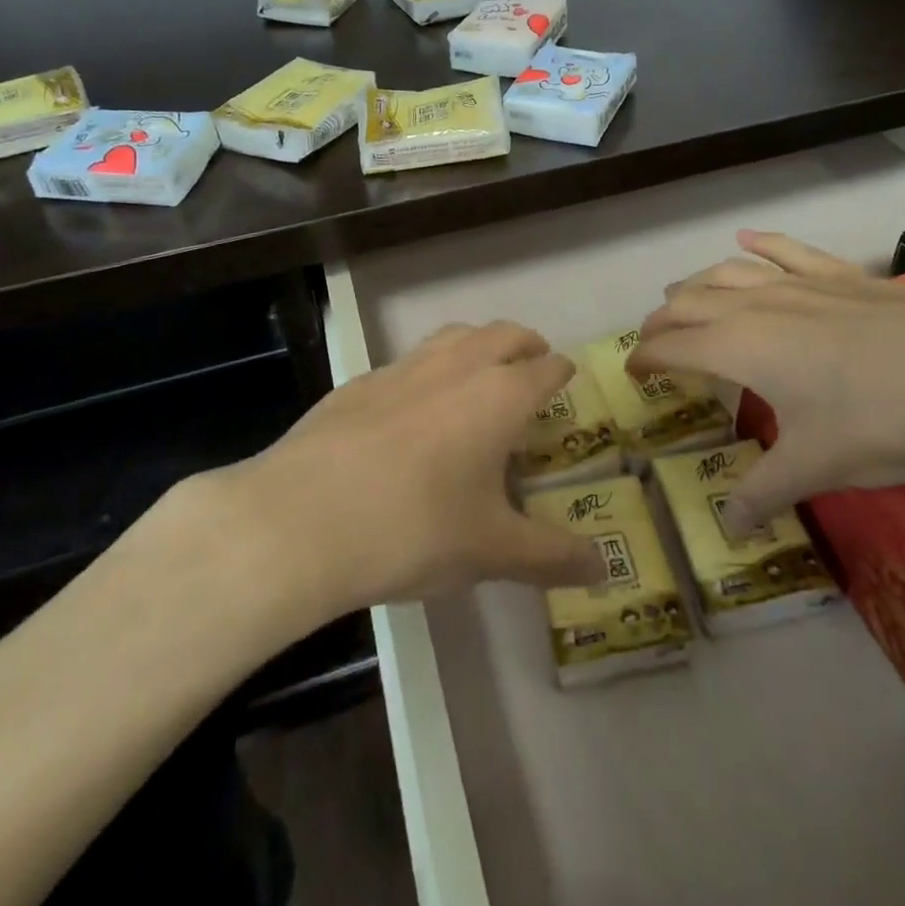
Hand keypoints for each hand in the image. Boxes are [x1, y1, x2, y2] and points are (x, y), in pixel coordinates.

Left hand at [215, 321, 606, 613]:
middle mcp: (456, 366)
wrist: (301, 519)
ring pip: (454, 336)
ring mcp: (403, 368)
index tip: (567, 379)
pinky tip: (414, 409)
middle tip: (533, 366)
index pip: (545, 368)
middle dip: (525, 345)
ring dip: (477, 345)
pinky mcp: (359, 382)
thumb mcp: (490, 551)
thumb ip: (551, 557)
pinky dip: (429, 371)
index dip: (561, 372)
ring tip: (480, 373)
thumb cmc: (414, 529)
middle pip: (503, 334)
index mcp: (499, 395)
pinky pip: (409, 362)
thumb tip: (602, 571)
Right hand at [633, 231, 904, 526]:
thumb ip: (764, 493)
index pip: (672, 346)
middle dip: (663, 320)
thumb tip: (729, 528)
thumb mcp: (817, 466)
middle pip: (690, 302)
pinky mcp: (843, 276)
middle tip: (653, 340)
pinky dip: (760, 244)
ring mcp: (801, 283)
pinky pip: (787, 250)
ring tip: (682, 295)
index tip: (633, 372)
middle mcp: (757, 305)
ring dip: (697, 283)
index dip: (645, 358)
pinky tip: (747, 238)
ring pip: (729, 271)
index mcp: (739, 347)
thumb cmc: (884, 423)